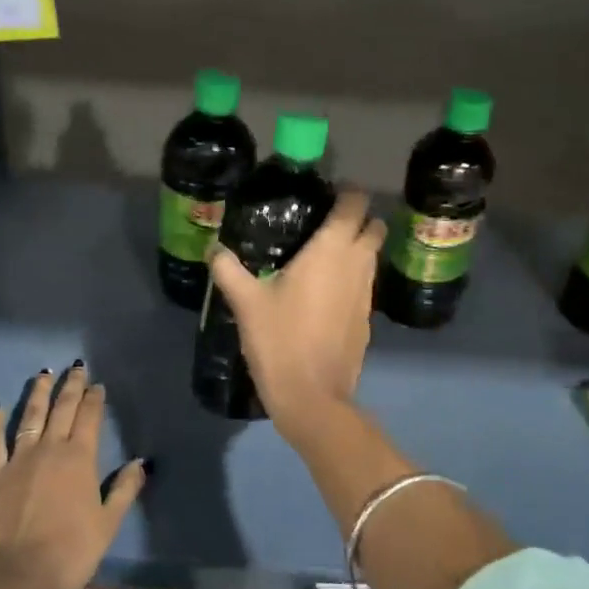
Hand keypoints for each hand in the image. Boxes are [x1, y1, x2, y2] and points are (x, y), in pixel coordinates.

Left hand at [0, 365, 147, 588]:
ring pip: (30, 416)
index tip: (97, 384)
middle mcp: (50, 448)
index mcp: (80, 458)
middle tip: (75, 367)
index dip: (94, 399)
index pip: (89, 418)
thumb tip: (141, 462)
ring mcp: (18, 459)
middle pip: (62, 409)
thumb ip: (124, 489)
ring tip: (43, 374)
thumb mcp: (107, 524)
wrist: (16, 576)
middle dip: (71, 386)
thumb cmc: (69, 552)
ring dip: (38, 393)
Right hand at [207, 187, 384, 441]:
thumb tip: (214, 248)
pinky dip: (353, 278)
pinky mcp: (367, 319)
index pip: (355, 204)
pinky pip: (365, 284)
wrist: (312, 397)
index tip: (328, 191)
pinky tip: (326, 292)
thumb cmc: (280, 340)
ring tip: (324, 254)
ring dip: (358, 248)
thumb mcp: (246, 302)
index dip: (348, 192)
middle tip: (326, 221)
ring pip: (372, 257)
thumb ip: (228, 269)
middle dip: (359, 218)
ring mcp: (366, 294)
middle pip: (374, 227)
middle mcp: (356, 265)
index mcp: (331, 250)